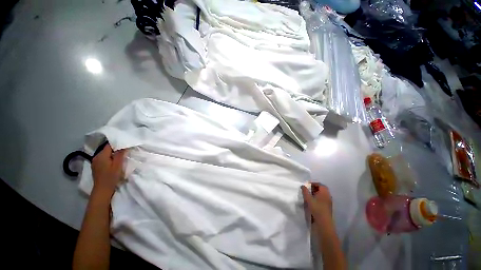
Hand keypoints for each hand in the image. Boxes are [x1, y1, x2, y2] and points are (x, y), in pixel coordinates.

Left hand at [91, 143, 126, 198]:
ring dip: (113, 153)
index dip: (117, 143)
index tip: (126, 143)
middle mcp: (96, 157)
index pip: (109, 145)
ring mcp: (95, 162)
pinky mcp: (96, 166)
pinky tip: (115, 161)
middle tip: (126, 149)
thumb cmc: (111, 177)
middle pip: (107, 149)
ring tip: (122, 155)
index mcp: (101, 155)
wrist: (102, 190)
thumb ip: (120, 154)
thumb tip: (124, 145)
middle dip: (116, 148)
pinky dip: (110, 157)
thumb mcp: (118, 165)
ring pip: (105, 153)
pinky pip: (104, 158)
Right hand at [301, 184, 332, 222]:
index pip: (319, 184)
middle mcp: (328, 195)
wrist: (324, 223)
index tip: (307, 185)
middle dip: (314, 188)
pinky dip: (318, 198)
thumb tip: (303, 186)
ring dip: (316, 193)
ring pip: (322, 194)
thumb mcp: (308, 199)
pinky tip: (312, 201)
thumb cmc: (316, 208)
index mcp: (324, 192)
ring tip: (309, 195)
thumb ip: (305, 191)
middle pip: (321, 189)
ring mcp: (329, 201)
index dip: (313, 183)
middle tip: (307, 190)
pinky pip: (323, 199)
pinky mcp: (328, 207)